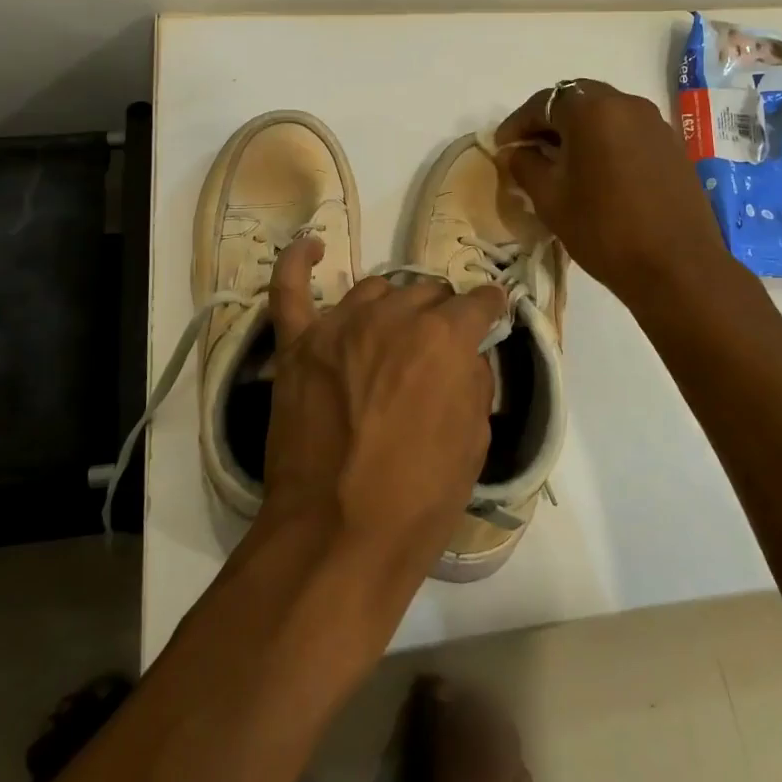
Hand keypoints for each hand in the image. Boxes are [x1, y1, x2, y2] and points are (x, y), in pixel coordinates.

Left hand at [261, 239, 508, 564]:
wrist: (337, 535)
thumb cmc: (419, 498)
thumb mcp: (475, 442)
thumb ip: (475, 382)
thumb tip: (467, 355)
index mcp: (442, 338)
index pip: (477, 303)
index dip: (489, 309)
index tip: (492, 314)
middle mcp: (392, 317)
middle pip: (425, 292)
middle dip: (440, 313)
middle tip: (439, 346)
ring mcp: (338, 326)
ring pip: (374, 289)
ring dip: (393, 305)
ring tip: (394, 332)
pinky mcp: (297, 345)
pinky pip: (290, 289)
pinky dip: (298, 261)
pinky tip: (312, 246)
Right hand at [496, 79, 733, 297]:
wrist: (677, 267)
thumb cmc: (603, 230)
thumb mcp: (550, 199)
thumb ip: (525, 166)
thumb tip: (514, 152)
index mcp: (592, 111)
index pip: (543, 103)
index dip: (517, 123)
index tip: (502, 146)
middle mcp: (627, 104)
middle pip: (577, 100)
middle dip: (549, 121)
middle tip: (529, 149)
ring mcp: (655, 123)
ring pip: (605, 114)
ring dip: (578, 130)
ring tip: (560, 162)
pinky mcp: (672, 146)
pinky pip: (627, 131)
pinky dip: (605, 141)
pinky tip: (595, 172)